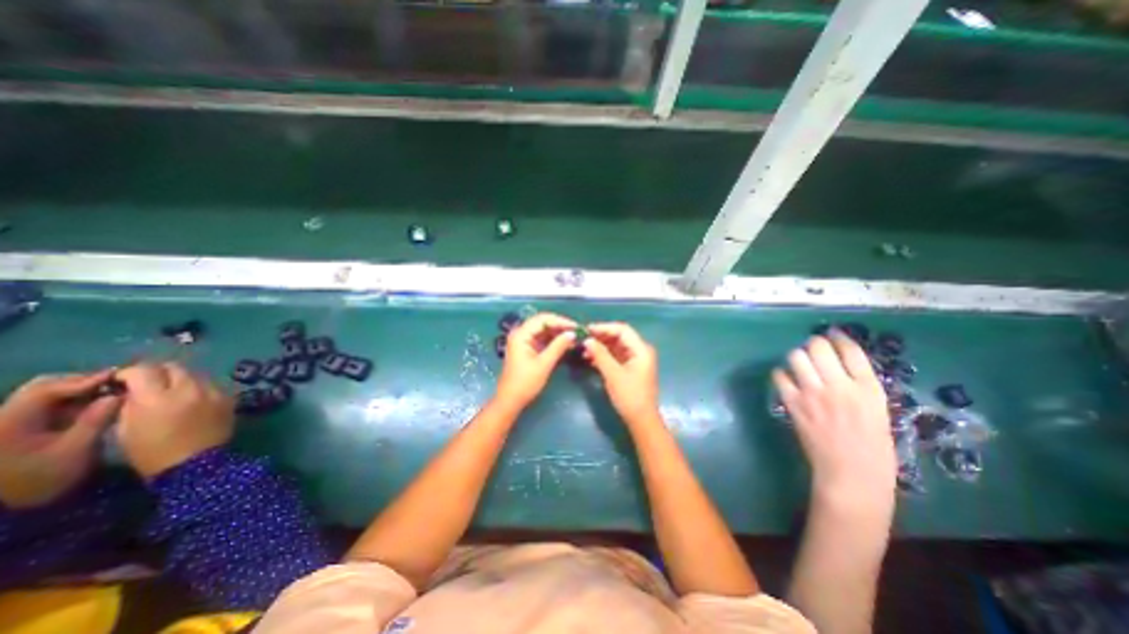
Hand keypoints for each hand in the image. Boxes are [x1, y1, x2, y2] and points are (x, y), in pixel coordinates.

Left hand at [1, 371, 119, 510]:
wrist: (4, 510)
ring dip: (80, 392)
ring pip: (47, 395)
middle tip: (117, 384)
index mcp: (10, 421)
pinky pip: (48, 406)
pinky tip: (96, 407)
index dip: (85, 380)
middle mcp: (4, 417)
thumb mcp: (74, 450)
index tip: (120, 376)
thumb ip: (96, 419)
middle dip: (81, 383)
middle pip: (44, 388)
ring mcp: (9, 423)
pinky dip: (74, 402)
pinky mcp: (17, 429)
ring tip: (111, 394)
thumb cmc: (40, 479)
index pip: (48, 389)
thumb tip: (118, 395)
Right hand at [115, 364, 234, 477]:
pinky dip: (199, 388)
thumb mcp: (125, 429)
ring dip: (182, 379)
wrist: (195, 463)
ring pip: (196, 374)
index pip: (144, 370)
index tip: (124, 381)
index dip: (131, 373)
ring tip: (173, 392)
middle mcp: (190, 389)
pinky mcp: (228, 396)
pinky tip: (193, 400)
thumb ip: (130, 403)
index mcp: (158, 397)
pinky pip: (212, 384)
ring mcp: (213, 391)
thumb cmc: (152, 451)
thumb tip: (131, 389)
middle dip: (159, 372)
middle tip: (150, 384)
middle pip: (174, 367)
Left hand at [494, 311, 576, 410]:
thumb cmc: (525, 383)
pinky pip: (542, 339)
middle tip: (577, 331)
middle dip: (560, 326)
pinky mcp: (527, 349)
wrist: (510, 400)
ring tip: (574, 338)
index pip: (543, 319)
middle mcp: (521, 334)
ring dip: (558, 333)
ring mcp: (524, 341)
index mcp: (521, 334)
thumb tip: (572, 333)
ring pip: (544, 331)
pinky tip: (566, 344)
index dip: (560, 321)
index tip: (576, 327)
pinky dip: (554, 341)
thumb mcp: (544, 364)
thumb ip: (558, 346)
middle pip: (543, 323)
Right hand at [581, 322, 663, 426]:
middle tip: (582, 339)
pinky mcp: (629, 369)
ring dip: (600, 347)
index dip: (604, 327)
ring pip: (615, 347)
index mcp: (641, 349)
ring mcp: (634, 360)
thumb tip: (587, 340)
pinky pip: (615, 356)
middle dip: (600, 337)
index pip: (622, 330)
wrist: (641, 420)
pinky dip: (603, 356)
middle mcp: (639, 351)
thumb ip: (600, 355)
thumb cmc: (629, 396)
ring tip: (583, 350)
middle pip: (619, 337)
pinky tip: (589, 358)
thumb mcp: (613, 374)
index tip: (586, 330)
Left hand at [772, 335, 895, 498]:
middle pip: (819, 347)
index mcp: (869, 389)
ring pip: (796, 357)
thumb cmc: (873, 450)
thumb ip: (859, 387)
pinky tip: (787, 379)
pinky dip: (782, 374)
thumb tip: (839, 366)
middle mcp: (839, 386)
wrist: (850, 475)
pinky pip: (780, 376)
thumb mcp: (878, 412)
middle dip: (814, 344)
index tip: (832, 334)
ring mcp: (813, 393)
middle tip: (813, 349)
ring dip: (797, 356)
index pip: (851, 351)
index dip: (839, 337)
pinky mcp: (793, 403)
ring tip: (800, 364)